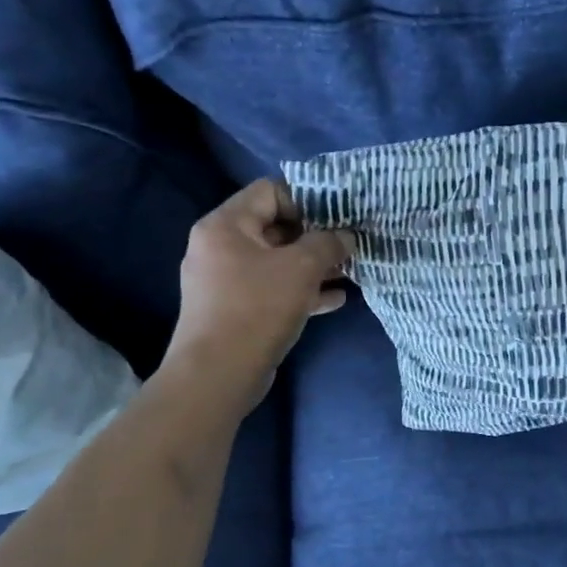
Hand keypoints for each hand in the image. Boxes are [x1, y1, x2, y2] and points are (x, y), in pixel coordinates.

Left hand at [160, 179, 353, 406]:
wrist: (218, 374)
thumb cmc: (258, 307)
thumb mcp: (302, 268)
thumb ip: (328, 243)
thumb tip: (345, 236)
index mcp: (225, 225)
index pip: (269, 192)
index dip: (307, 200)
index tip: (337, 219)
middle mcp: (219, 247)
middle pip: (275, 227)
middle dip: (316, 236)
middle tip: (349, 245)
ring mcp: (225, 281)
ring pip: (278, 262)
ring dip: (314, 266)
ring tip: (349, 271)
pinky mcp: (235, 310)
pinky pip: (273, 289)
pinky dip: (301, 290)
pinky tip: (335, 299)